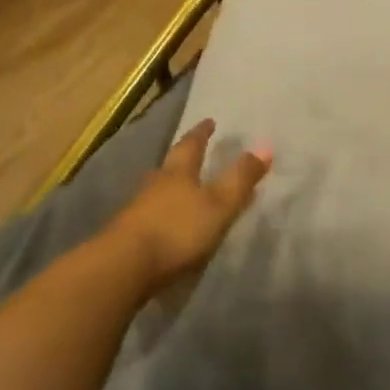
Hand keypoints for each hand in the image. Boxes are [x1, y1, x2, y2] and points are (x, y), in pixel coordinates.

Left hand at [109, 119, 271, 289]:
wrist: (125, 267)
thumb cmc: (178, 229)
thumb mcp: (219, 204)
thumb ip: (241, 179)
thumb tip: (265, 147)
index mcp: (178, 173)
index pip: (191, 146)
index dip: (201, 134)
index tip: (209, 122)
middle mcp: (155, 186)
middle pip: (170, 167)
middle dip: (183, 160)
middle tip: (194, 154)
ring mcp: (138, 211)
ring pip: (158, 191)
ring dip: (171, 188)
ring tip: (184, 190)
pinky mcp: (129, 236)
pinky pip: (151, 216)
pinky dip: (164, 215)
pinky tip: (169, 224)